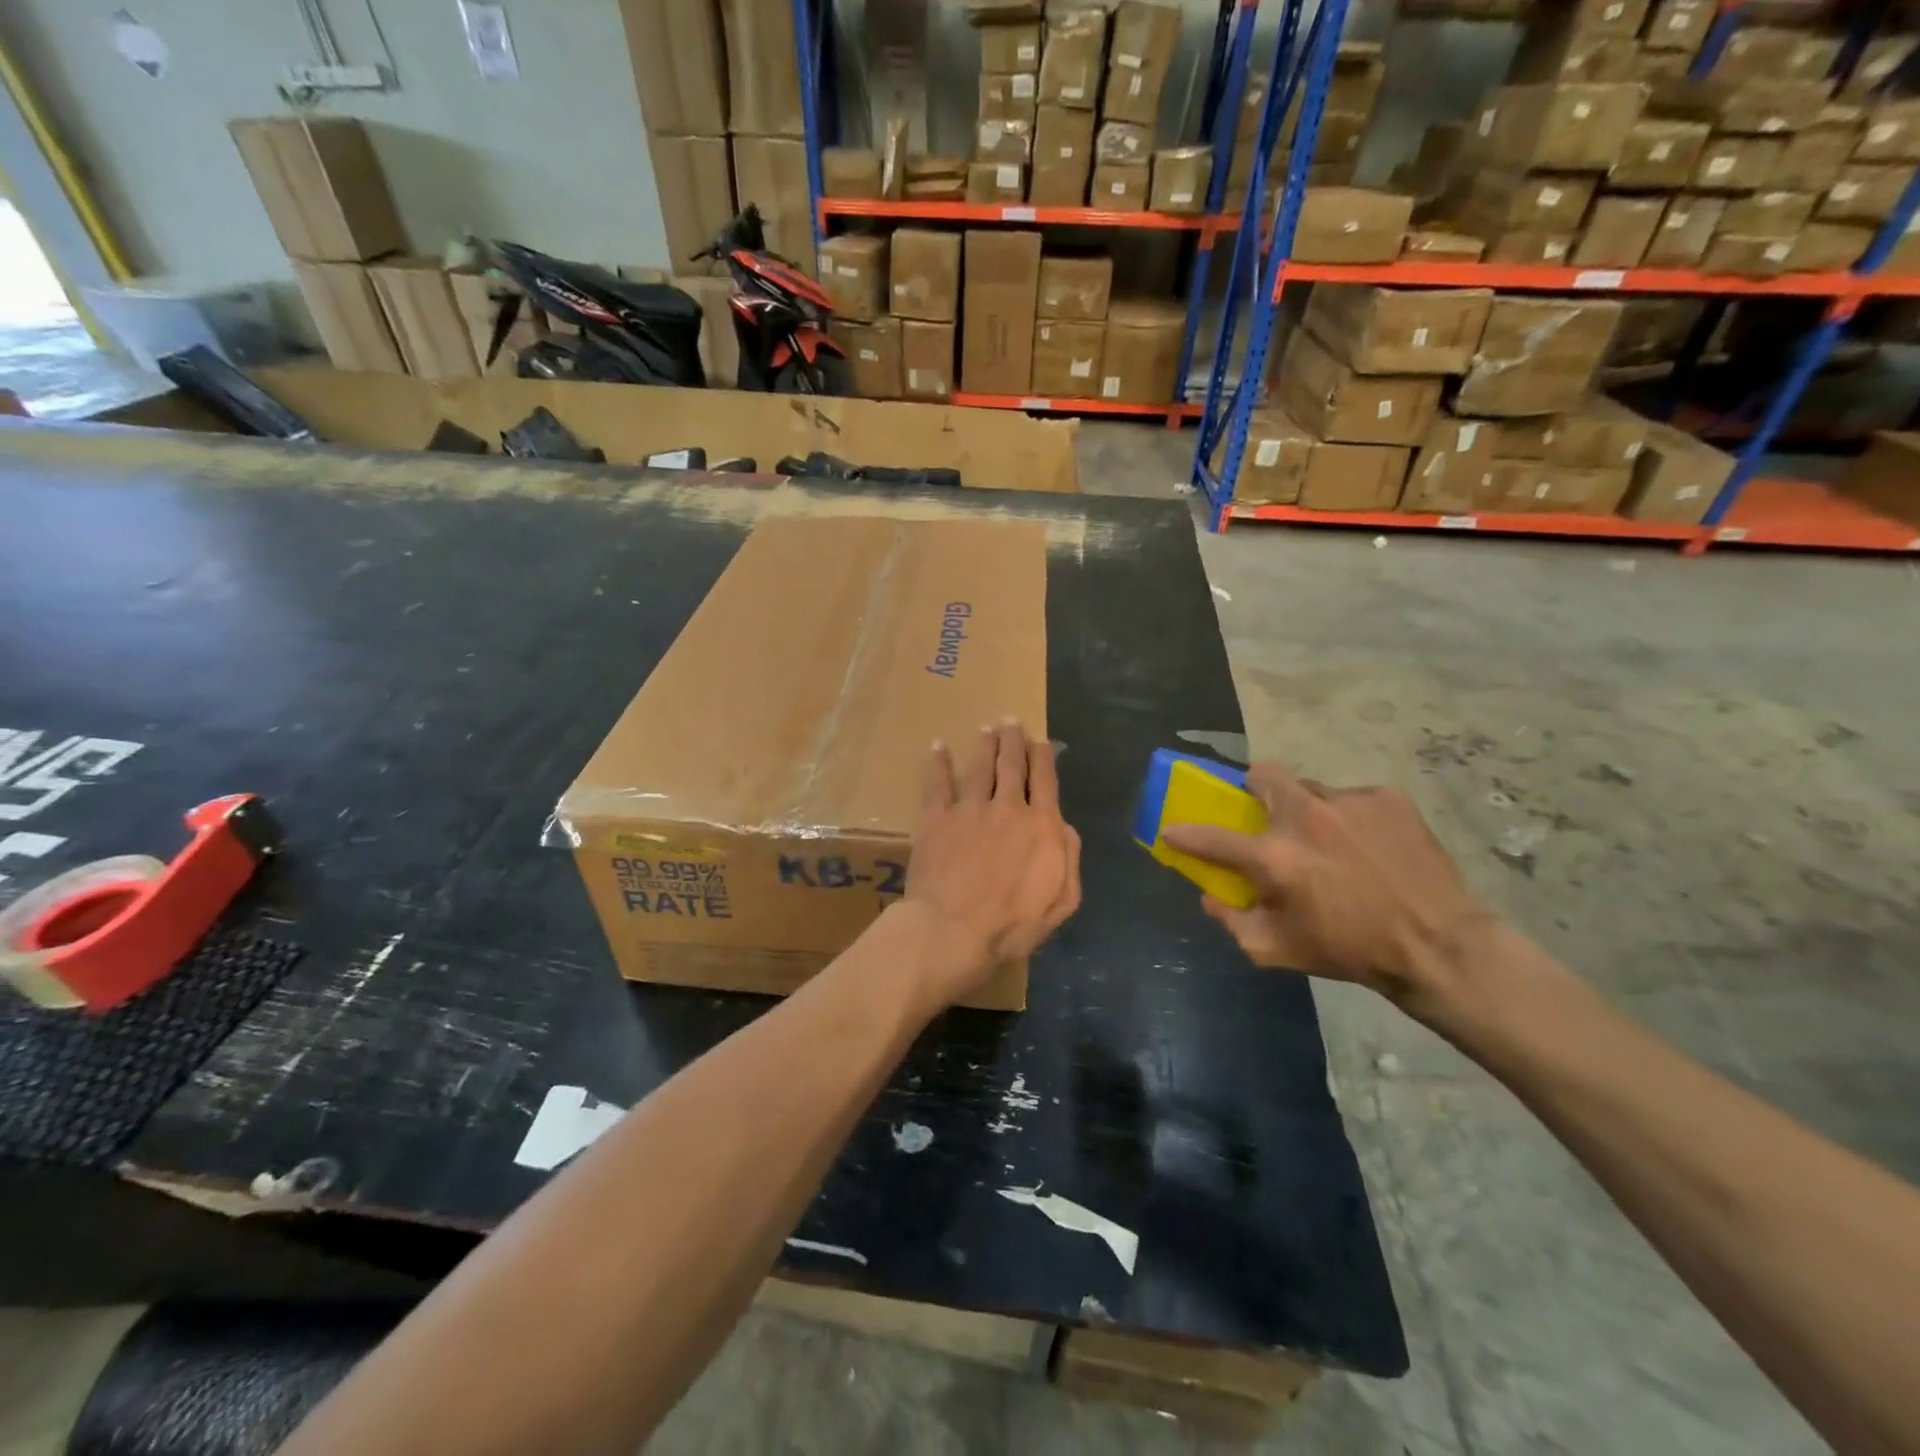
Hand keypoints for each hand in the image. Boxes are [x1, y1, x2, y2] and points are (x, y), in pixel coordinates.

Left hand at [900, 721, 1080, 1010]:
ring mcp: (969, 809)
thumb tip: (1064, 826)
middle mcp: (1008, 807)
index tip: (1040, 740)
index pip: (1045, 781)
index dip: (1043, 757)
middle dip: (1013, 740)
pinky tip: (938, 746)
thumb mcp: (1061, 901)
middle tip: (1011, 722)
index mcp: (1041, 826)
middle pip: (1012, 765)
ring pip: (979, 767)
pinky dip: (938, 763)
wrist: (953, 930)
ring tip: (987, 728)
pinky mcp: (936, 818)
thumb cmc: (1012, 925)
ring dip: (984, 744)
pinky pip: (937, 783)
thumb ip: (1069, 858)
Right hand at [1160, 763, 1496, 1013]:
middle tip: (1268, 816)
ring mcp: (1348, 801)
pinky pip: (1353, 799)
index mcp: (1274, 857)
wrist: (1438, 945)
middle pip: (1262, 774)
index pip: (1211, 836)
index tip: (1173, 829)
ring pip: (1311, 789)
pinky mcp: (1387, 798)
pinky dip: (1350, 819)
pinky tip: (1370, 847)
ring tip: (1331, 841)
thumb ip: (1232, 921)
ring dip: (1308, 810)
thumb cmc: (1349, 951)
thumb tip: (1209, 896)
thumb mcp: (1278, 950)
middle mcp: (1305, 817)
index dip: (1185, 833)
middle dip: (1255, 789)